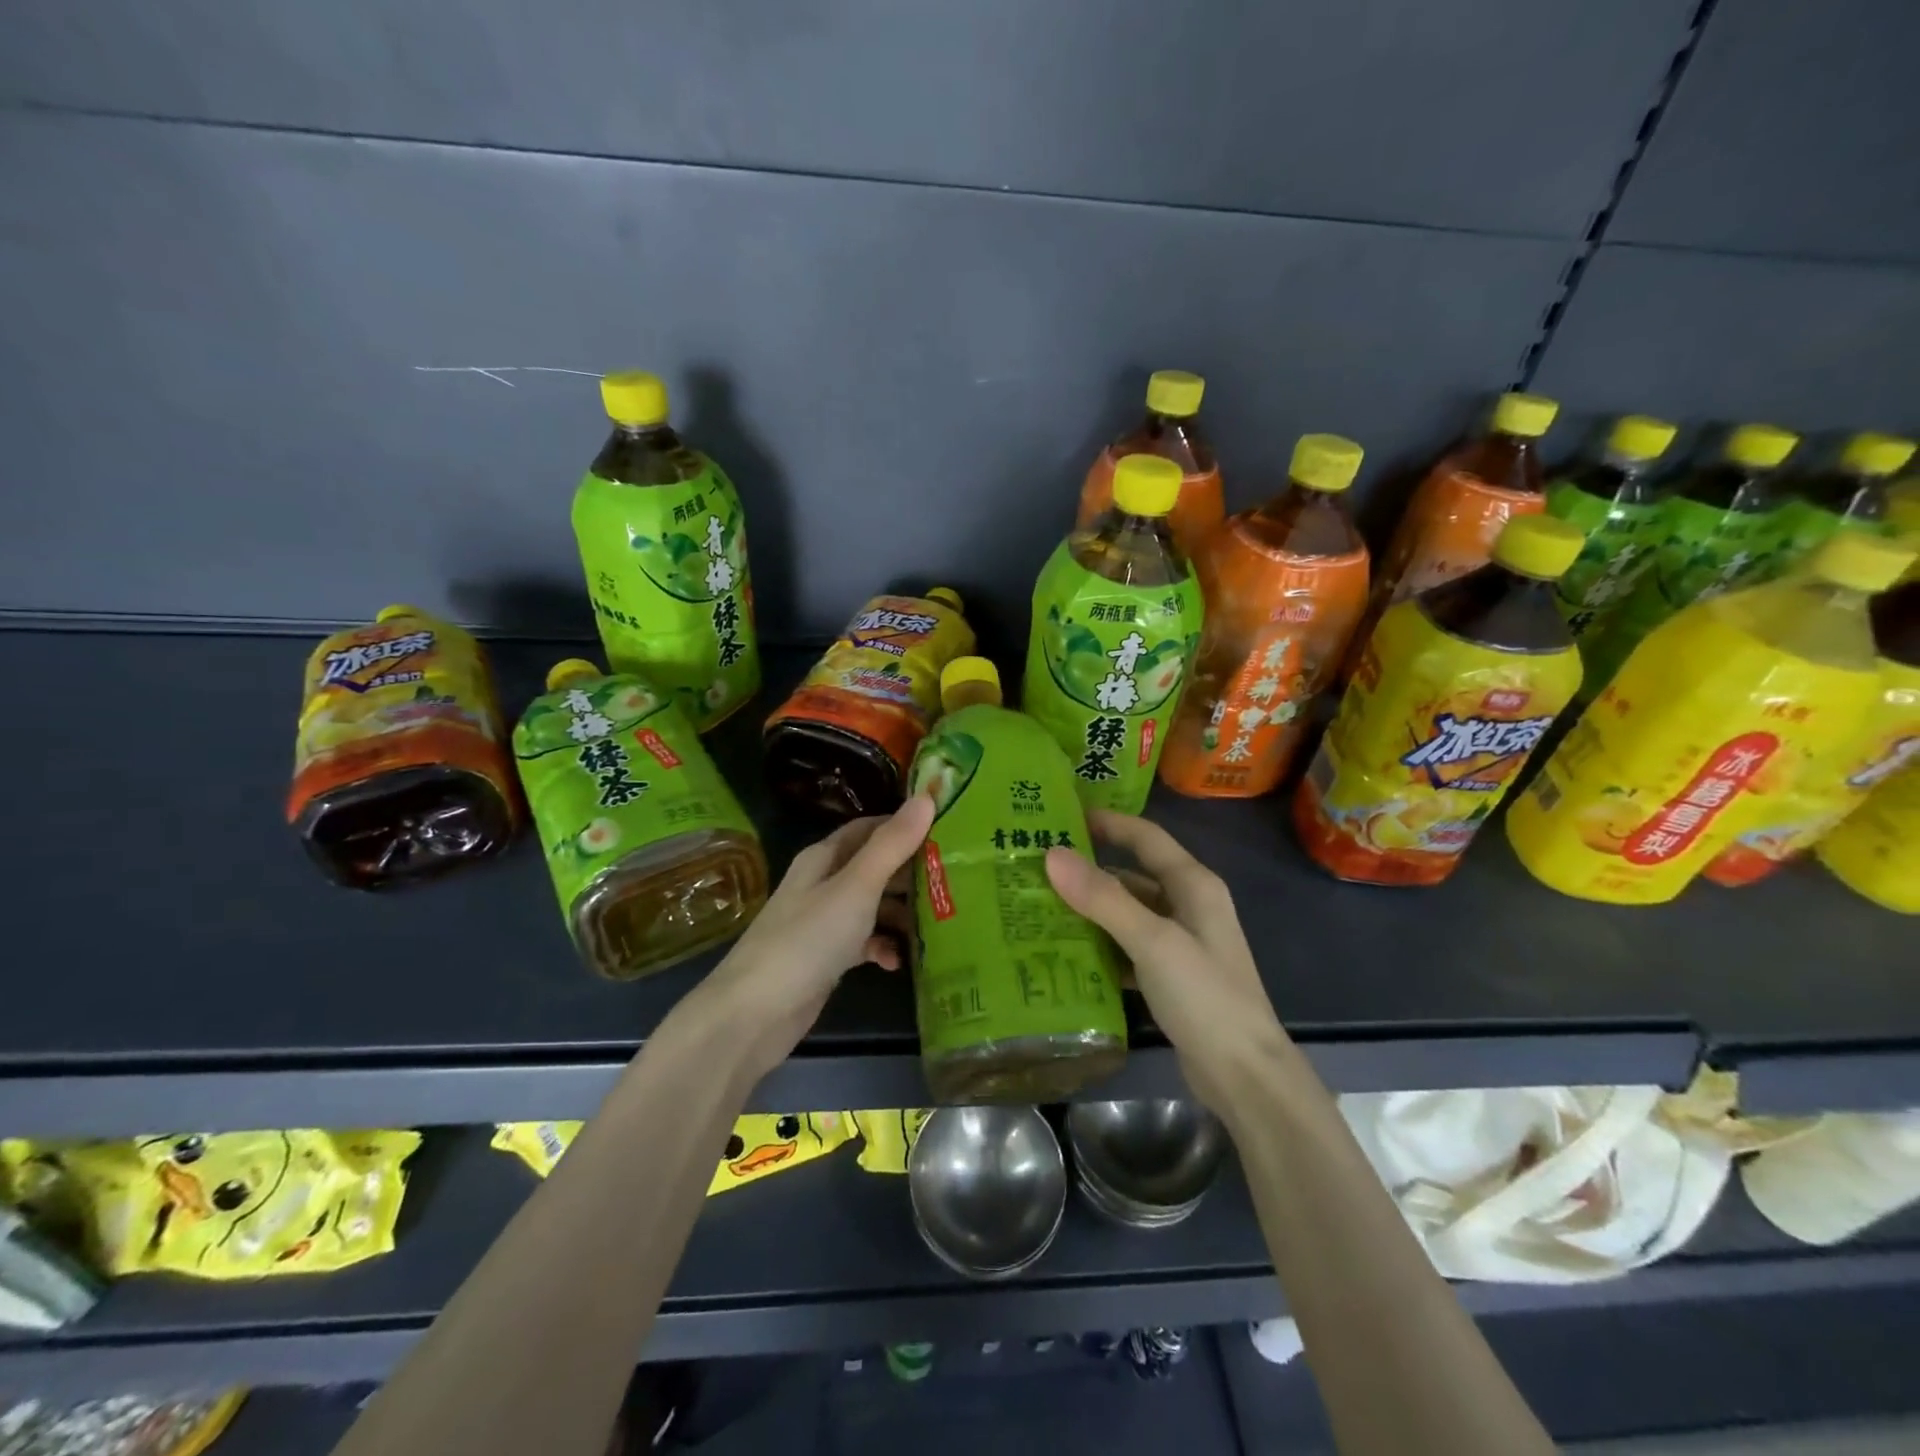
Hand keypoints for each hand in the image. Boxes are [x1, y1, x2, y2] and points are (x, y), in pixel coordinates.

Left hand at [685, 794, 934, 1082]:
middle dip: (911, 872)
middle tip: (955, 878)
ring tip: (940, 922)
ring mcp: (824, 922)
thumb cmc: (807, 940)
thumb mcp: (856, 887)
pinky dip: (883, 947)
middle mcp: (823, 883)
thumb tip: (926, 797)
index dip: (905, 826)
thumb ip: (892, 845)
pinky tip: (900, 962)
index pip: (870, 829)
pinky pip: (864, 942)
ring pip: (872, 906)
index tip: (948, 832)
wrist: (754, 1014)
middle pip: (874, 867)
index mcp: (824, 858)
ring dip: (902, 913)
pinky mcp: (826, 958)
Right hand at [1045, 810, 1287, 1113]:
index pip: (1146, 838)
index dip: (1108, 823)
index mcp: (1193, 885)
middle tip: (1036, 870)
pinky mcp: (1170, 977)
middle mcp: (1188, 906)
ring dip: (1090, 911)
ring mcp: (1180, 944)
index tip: (1062, 817)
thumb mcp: (1152, 941)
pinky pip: (1127, 948)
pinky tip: (1065, 953)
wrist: (1244, 1076)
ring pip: (1126, 914)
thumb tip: (1053, 854)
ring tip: (1039, 908)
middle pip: (1132, 876)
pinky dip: (1100, 946)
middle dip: (1088, 872)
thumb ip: (1103, 898)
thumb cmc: (1204, 996)